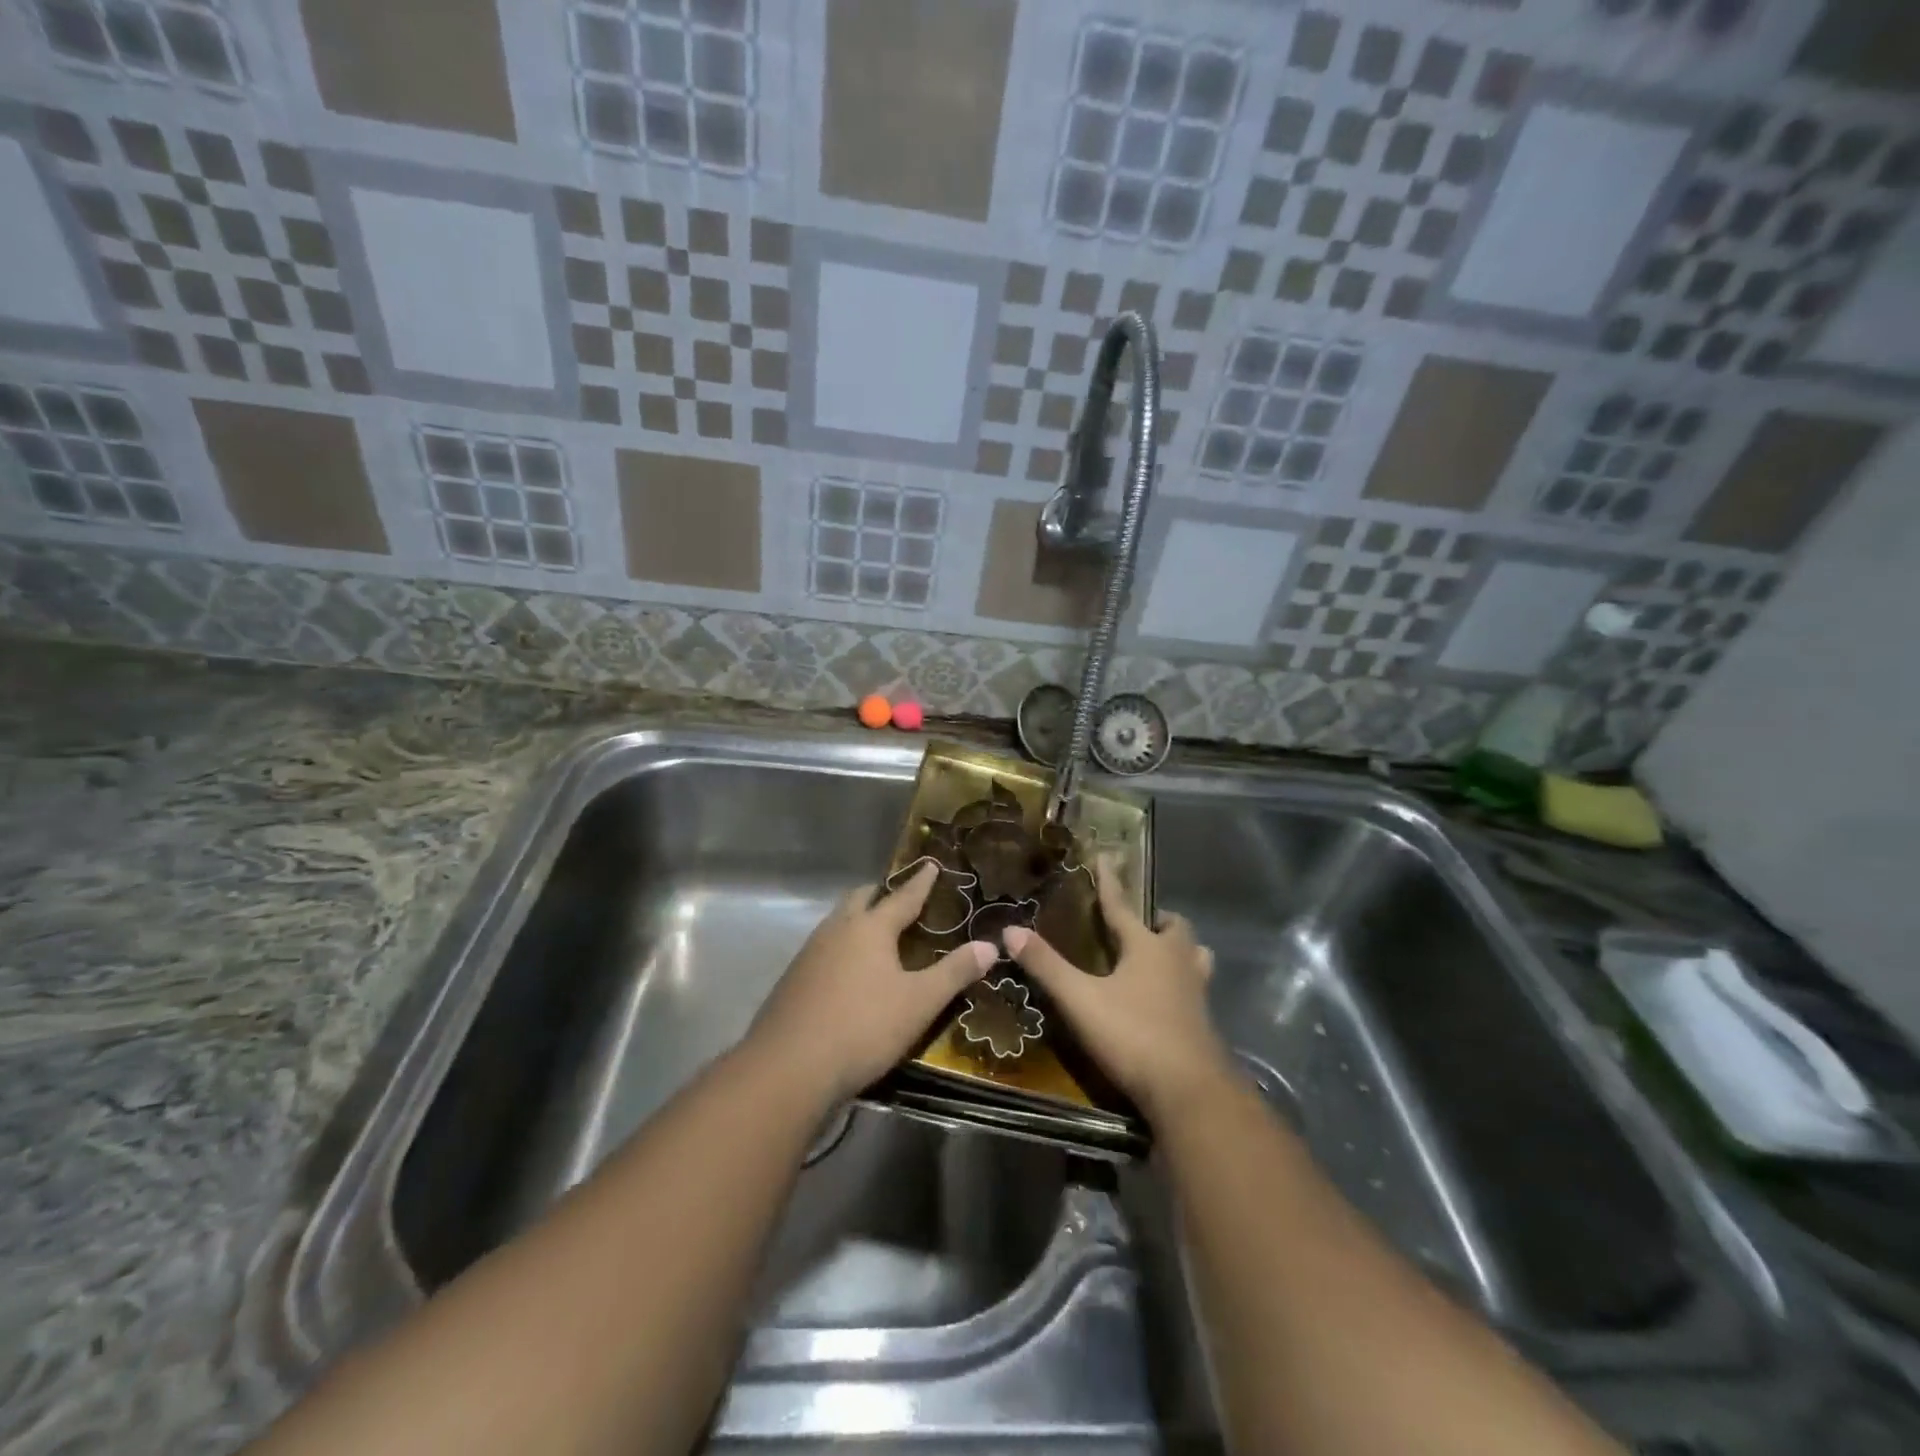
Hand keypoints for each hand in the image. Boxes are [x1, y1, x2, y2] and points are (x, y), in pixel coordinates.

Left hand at [749, 861, 995, 1103]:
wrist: (789, 1067)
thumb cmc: (863, 1027)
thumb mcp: (919, 1002)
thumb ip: (955, 972)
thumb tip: (991, 946)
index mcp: (870, 928)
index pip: (902, 896)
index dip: (920, 882)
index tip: (930, 864)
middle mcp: (838, 930)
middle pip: (860, 899)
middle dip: (881, 894)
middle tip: (900, 898)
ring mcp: (810, 953)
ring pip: (838, 922)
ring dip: (858, 919)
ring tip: (877, 933)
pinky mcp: (793, 979)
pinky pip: (824, 948)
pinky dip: (842, 947)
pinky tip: (849, 971)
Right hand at [1004, 864, 1228, 1120]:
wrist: (1190, 1092)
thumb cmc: (1134, 1035)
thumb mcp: (1081, 1000)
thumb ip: (1046, 966)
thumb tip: (1010, 930)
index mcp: (1148, 948)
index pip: (1122, 905)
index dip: (1110, 882)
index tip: (1105, 857)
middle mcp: (1178, 962)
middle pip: (1175, 928)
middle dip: (1157, 920)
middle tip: (1139, 923)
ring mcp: (1196, 992)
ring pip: (1195, 956)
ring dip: (1178, 950)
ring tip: (1158, 956)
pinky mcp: (1203, 1022)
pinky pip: (1195, 987)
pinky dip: (1181, 982)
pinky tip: (1165, 1000)